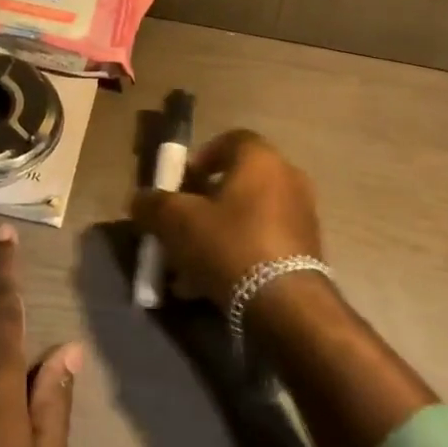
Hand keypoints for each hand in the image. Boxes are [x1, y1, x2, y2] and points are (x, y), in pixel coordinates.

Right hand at [130, 130, 322, 300]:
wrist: (286, 306)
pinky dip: (237, 255)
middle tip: (181, 225)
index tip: (181, 184)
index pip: (230, 140)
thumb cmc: (229, 244)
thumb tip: (140, 201)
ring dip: (217, 234)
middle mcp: (287, 179)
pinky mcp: (307, 252)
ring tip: (188, 265)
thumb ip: (153, 205)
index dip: (201, 158)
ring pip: (247, 218)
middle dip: (204, 203)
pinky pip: (262, 243)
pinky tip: (210, 285)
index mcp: (260, 159)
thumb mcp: (176, 222)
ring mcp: (302, 216)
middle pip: (237, 182)